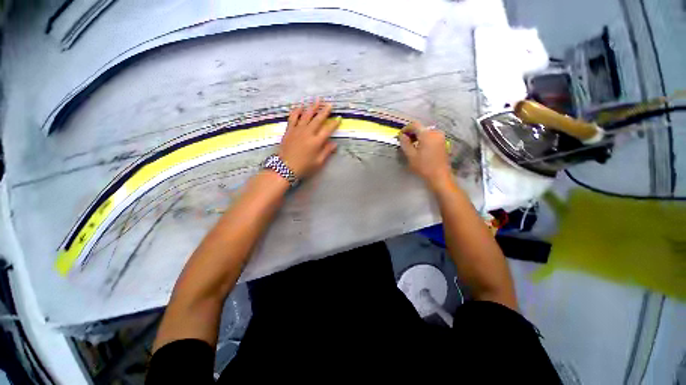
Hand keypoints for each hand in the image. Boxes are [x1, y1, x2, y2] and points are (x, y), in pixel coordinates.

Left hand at [278, 99, 340, 177]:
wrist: (285, 167)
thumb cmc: (304, 166)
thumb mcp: (318, 162)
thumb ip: (326, 151)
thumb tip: (334, 144)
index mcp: (316, 142)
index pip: (328, 129)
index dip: (334, 123)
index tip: (339, 118)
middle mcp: (308, 133)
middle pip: (318, 119)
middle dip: (324, 111)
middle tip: (329, 104)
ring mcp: (298, 130)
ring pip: (306, 115)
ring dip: (312, 107)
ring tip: (317, 100)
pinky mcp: (289, 130)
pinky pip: (293, 117)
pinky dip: (297, 111)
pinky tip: (300, 106)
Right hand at [398, 123, 452, 188]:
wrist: (440, 176)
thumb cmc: (424, 167)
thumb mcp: (411, 155)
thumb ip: (405, 143)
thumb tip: (401, 135)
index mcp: (427, 134)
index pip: (415, 125)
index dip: (406, 128)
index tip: (400, 135)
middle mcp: (435, 133)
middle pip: (421, 128)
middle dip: (412, 133)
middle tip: (405, 142)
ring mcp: (441, 137)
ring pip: (426, 132)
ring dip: (418, 137)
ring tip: (411, 146)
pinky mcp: (443, 142)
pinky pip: (431, 137)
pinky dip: (424, 139)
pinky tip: (420, 148)